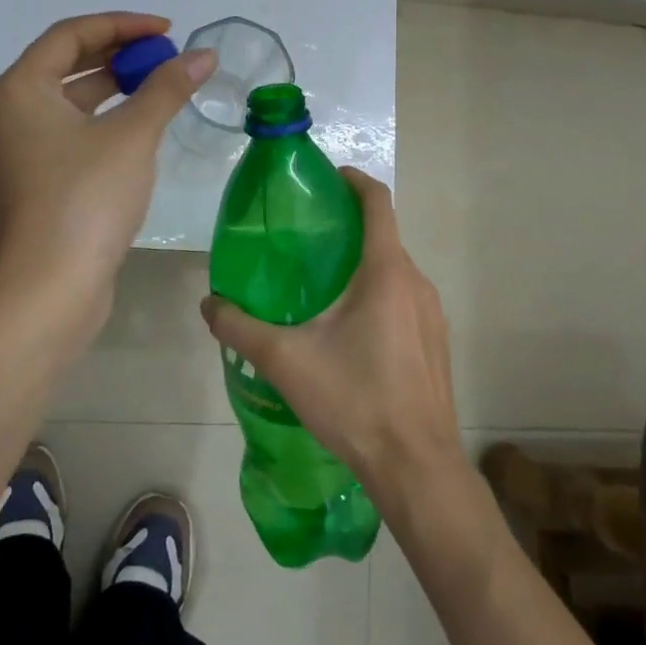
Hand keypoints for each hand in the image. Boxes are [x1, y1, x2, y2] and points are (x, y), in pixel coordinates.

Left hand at [0, 12, 215, 316]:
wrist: (47, 289)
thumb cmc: (85, 198)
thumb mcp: (133, 136)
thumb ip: (167, 89)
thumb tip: (204, 55)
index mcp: (18, 90)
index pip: (71, 34)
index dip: (122, 25)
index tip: (167, 31)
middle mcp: (7, 114)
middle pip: (66, 66)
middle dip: (119, 56)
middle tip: (165, 59)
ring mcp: (16, 153)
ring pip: (68, 104)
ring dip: (112, 91)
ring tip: (158, 89)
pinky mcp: (31, 185)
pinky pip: (67, 136)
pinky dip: (101, 124)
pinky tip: (136, 133)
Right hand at [199, 168, 464, 506]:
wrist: (416, 466)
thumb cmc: (355, 401)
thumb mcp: (286, 361)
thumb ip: (241, 328)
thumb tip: (209, 305)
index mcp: (386, 272)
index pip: (377, 202)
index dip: (353, 180)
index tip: (325, 177)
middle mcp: (416, 282)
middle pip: (383, 236)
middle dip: (347, 228)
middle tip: (305, 240)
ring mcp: (432, 313)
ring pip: (394, 271)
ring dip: (362, 265)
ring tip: (320, 285)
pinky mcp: (436, 341)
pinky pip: (405, 299)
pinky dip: (378, 294)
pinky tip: (349, 331)